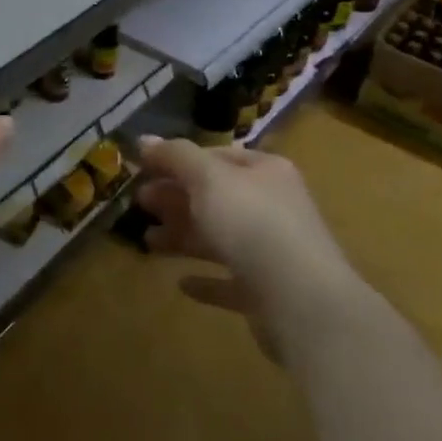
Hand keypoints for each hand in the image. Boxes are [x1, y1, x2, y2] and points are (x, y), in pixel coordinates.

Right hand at [135, 136, 355, 359]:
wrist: (301, 301)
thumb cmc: (252, 224)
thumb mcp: (207, 178)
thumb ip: (175, 156)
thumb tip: (143, 139)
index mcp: (265, 172)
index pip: (217, 156)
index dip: (179, 160)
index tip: (144, 169)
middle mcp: (273, 206)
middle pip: (216, 197)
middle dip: (176, 198)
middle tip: (140, 203)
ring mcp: (273, 251)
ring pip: (220, 237)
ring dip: (184, 236)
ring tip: (148, 242)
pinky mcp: (268, 293)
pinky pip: (231, 281)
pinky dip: (206, 280)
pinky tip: (182, 284)